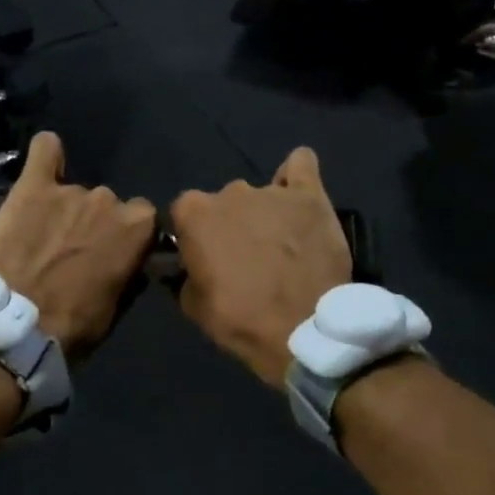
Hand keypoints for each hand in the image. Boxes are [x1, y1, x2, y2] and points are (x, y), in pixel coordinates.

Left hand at [0, 132, 156, 361]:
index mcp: (137, 227)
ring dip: (65, 210)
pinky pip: (44, 151)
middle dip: (93, 224)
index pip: (143, 218)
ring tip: (42, 236)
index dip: (126, 236)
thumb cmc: (76, 322)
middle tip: (71, 251)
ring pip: (75, 192)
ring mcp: (70, 191)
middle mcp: (108, 200)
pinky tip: (45, 162)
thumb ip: (129, 268)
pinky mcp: (32, 187)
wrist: (20, 324)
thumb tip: (132, 257)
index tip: (111, 253)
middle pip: (107, 204)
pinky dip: (47, 154)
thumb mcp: (117, 304)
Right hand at [169, 147, 351, 387]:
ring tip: (279, 245)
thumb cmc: (239, 319)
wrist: (302, 330)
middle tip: (245, 259)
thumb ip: (185, 272)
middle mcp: (230, 192)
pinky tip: (297, 195)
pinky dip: (295, 177)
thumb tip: (189, 264)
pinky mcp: (310, 197)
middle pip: (223, 203)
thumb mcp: (192, 304)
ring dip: (263, 215)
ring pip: (259, 195)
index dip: (194, 238)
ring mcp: (272, 192)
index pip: (184, 214)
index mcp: (194, 213)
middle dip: (230, 226)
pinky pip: (301, 165)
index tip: (205, 260)